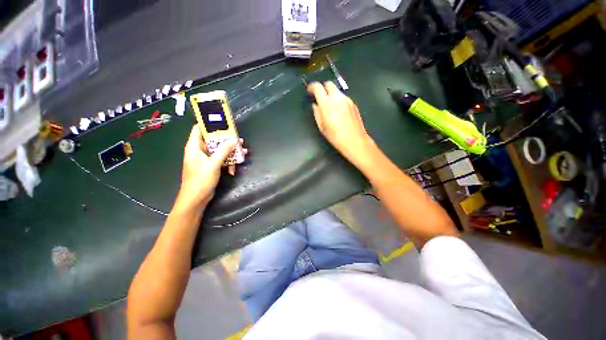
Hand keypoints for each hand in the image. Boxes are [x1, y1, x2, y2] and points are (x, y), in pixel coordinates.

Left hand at [177, 125, 245, 209]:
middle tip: (238, 138)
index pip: (199, 129)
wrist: (196, 199)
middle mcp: (199, 151)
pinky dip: (228, 162)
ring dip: (230, 152)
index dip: (209, 124)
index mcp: (194, 147)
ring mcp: (205, 159)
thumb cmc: (201, 180)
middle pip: (213, 140)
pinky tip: (234, 168)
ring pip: (219, 150)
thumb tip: (234, 140)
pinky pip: (220, 160)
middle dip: (226, 140)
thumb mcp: (213, 164)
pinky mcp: (210, 167)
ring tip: (243, 151)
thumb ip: (224, 151)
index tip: (222, 121)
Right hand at [307, 81, 374, 165]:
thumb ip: (317, 113)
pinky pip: (343, 97)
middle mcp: (337, 98)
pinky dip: (338, 99)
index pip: (317, 87)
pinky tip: (338, 110)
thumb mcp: (321, 127)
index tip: (309, 91)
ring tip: (329, 105)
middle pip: (328, 84)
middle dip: (322, 88)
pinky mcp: (353, 103)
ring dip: (331, 94)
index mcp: (327, 104)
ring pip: (337, 90)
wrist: (355, 140)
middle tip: (319, 96)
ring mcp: (347, 99)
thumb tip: (315, 105)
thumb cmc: (335, 136)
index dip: (311, 87)